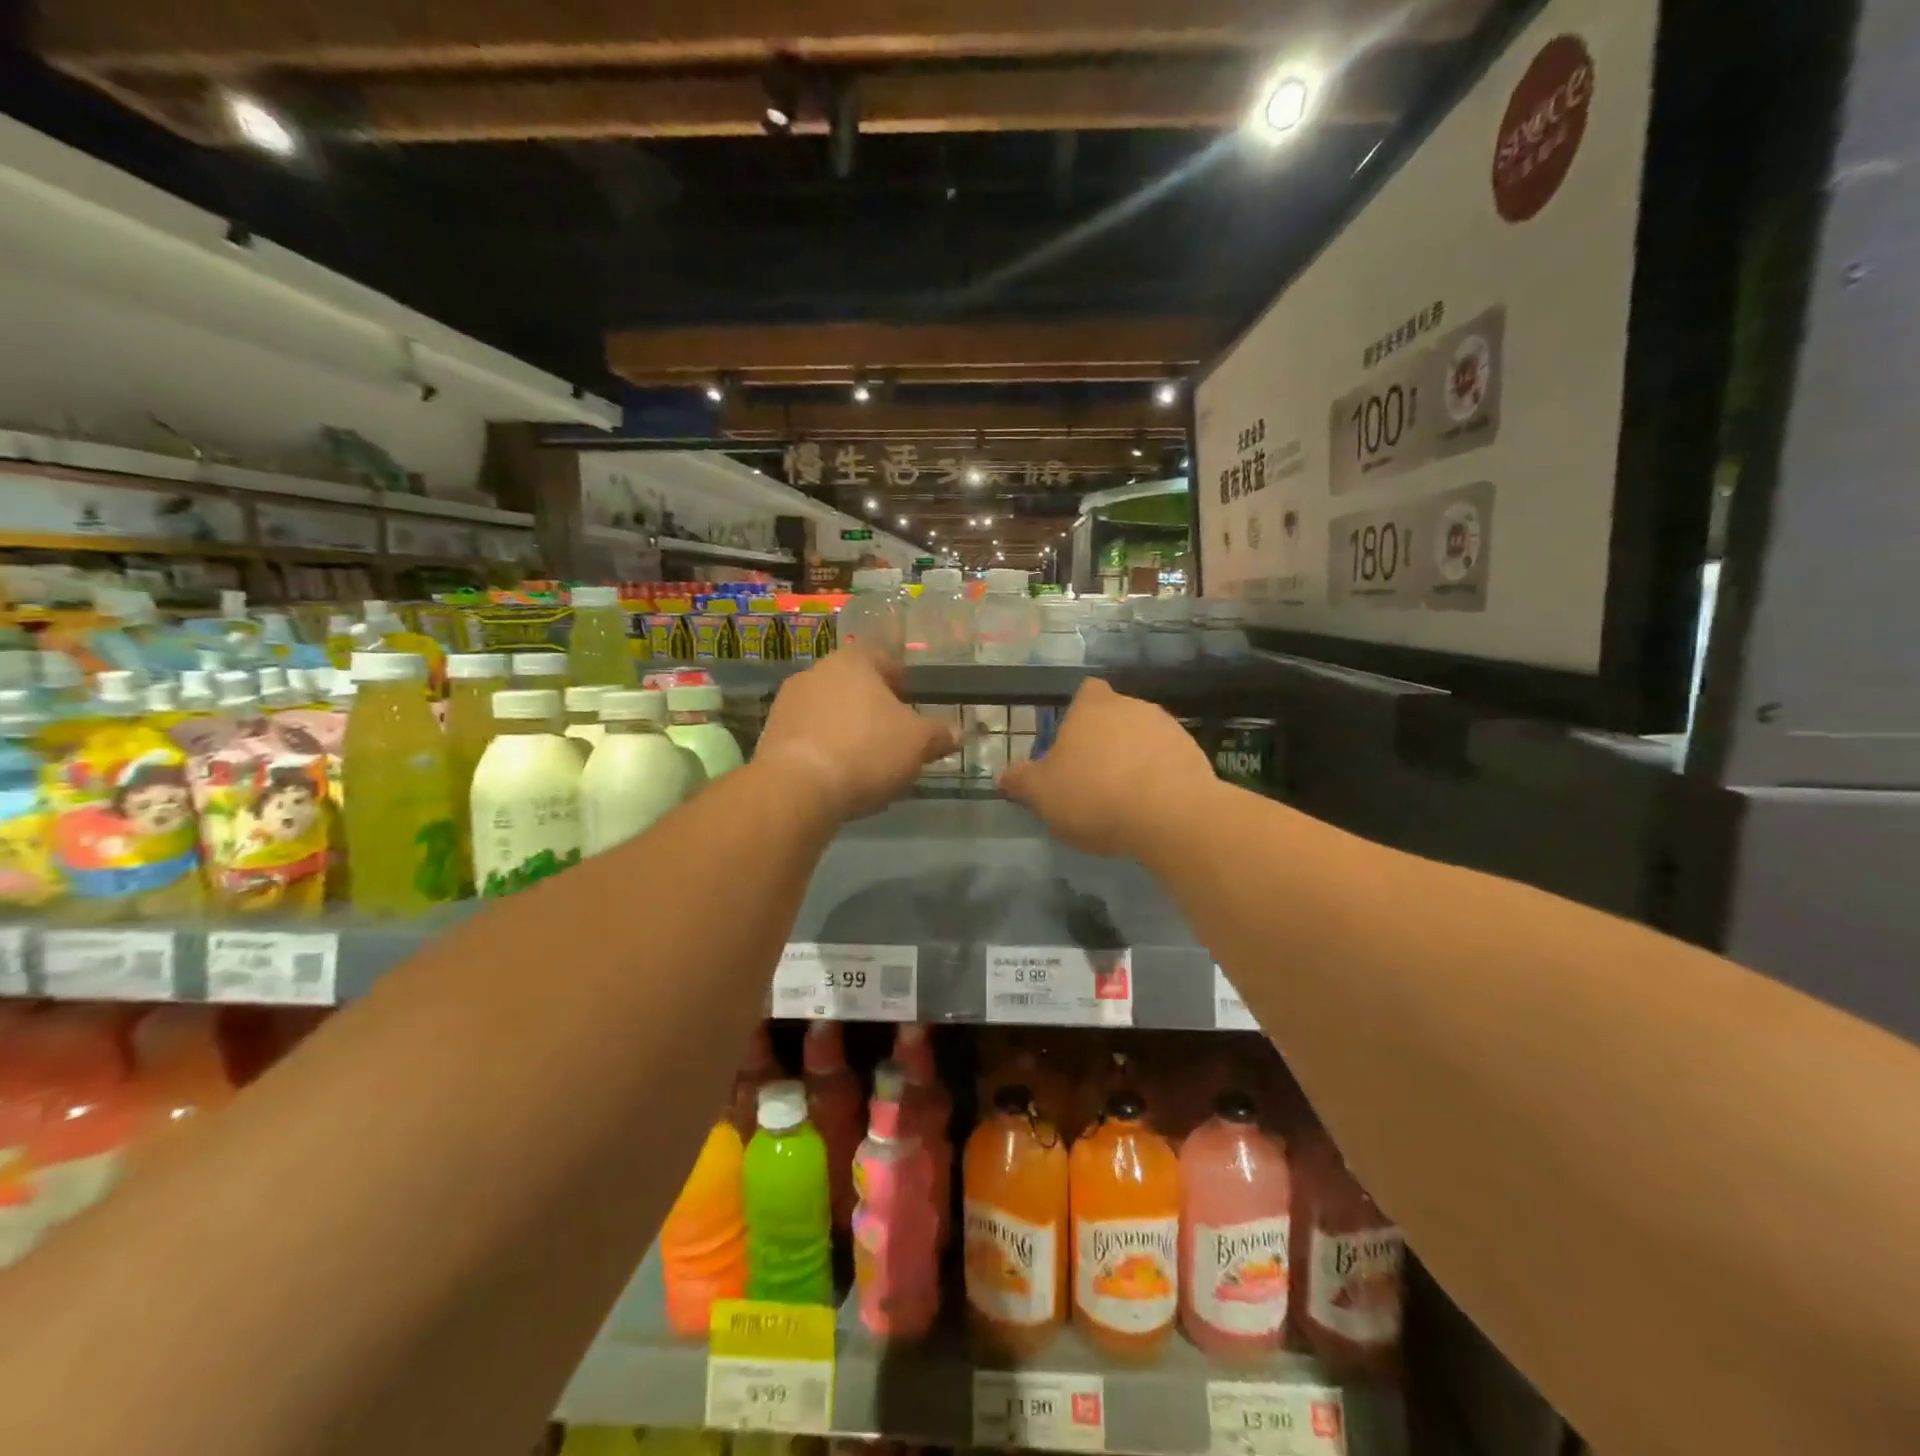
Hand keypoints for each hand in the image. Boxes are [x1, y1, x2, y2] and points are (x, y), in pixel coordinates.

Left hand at [753, 647, 956, 821]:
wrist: (798, 789)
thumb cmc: (866, 750)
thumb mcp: (917, 743)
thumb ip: (939, 734)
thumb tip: (957, 733)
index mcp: (852, 661)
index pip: (882, 658)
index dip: (902, 680)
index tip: (914, 703)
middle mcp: (815, 672)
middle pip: (853, 685)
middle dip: (874, 708)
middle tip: (895, 735)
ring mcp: (787, 704)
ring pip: (829, 711)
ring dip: (848, 729)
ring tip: (868, 762)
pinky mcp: (770, 736)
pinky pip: (809, 737)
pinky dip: (826, 750)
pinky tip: (839, 776)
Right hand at [999, 679, 1217, 855]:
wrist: (1172, 816)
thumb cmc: (1095, 795)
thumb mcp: (1042, 794)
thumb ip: (1021, 782)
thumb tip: (1005, 776)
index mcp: (1092, 707)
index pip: (1086, 691)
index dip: (1078, 713)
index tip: (1071, 743)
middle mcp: (1132, 706)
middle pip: (1115, 715)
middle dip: (1105, 740)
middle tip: (1091, 777)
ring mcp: (1168, 728)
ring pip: (1143, 738)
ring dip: (1133, 759)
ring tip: (1123, 797)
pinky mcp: (1194, 755)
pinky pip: (1167, 761)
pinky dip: (1158, 777)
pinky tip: (1150, 807)